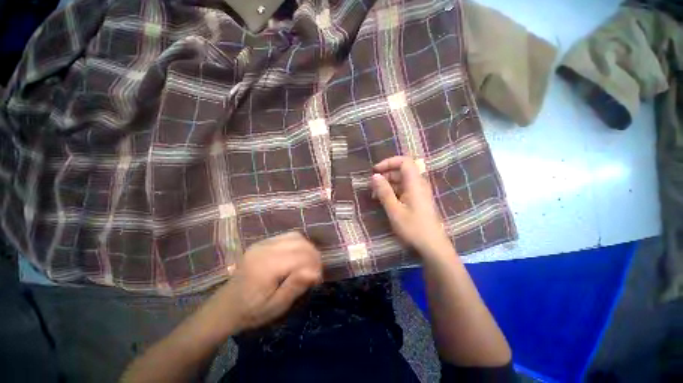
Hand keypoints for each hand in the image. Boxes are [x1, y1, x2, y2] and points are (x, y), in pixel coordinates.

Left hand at [204, 232, 321, 335]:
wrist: (225, 306)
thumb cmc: (251, 311)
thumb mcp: (275, 307)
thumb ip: (295, 287)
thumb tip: (314, 272)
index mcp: (266, 266)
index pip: (300, 256)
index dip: (314, 265)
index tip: (318, 279)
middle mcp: (265, 249)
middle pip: (300, 243)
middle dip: (313, 255)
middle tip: (316, 271)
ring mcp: (263, 243)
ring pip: (296, 236)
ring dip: (308, 248)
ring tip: (310, 263)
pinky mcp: (263, 242)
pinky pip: (288, 236)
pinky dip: (299, 244)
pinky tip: (299, 256)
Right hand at [371, 156, 452, 257]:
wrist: (432, 246)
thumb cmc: (413, 228)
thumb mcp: (394, 210)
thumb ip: (384, 191)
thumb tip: (374, 176)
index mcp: (415, 183)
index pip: (404, 162)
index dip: (389, 162)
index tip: (375, 171)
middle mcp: (419, 184)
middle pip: (401, 171)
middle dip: (385, 176)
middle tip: (372, 187)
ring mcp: (419, 192)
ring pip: (402, 181)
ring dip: (388, 185)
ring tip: (375, 196)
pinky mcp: (418, 200)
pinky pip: (404, 190)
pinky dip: (393, 192)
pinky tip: (385, 201)